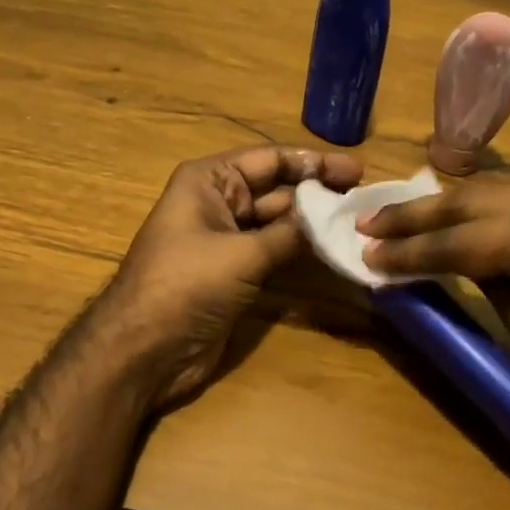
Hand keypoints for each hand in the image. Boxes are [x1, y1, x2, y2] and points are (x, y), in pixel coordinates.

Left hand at [103, 144, 361, 408]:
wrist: (145, 350)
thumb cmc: (186, 286)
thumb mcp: (242, 254)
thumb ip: (290, 233)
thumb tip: (333, 218)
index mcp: (209, 181)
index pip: (269, 159)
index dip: (313, 163)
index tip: (356, 171)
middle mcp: (218, 202)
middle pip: (276, 189)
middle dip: (318, 193)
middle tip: (365, 201)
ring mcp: (226, 239)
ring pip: (278, 222)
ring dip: (313, 224)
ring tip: (358, 225)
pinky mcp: (234, 272)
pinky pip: (273, 252)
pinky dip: (300, 251)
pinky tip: (334, 251)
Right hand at [359, 179, 509, 450]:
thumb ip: (484, 279)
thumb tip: (446, 260)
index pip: (459, 239)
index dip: (408, 251)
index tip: (365, 253)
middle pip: (471, 200)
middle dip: (415, 214)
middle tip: (368, 223)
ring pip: (495, 189)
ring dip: (447, 205)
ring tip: (400, 216)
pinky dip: (484, 206)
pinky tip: (458, 214)